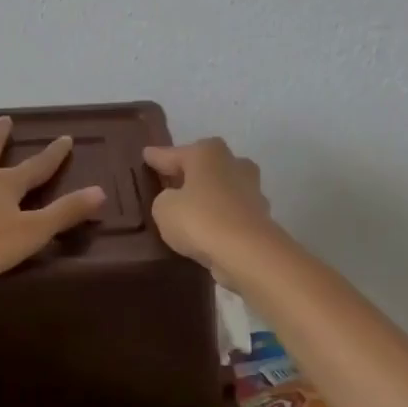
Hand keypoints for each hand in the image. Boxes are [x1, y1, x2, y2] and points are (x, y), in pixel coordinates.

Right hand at [142, 138, 280, 286]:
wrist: (247, 252)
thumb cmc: (200, 219)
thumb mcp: (164, 208)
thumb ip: (165, 199)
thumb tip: (176, 199)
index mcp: (208, 153)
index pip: (175, 153)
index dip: (158, 157)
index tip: (146, 155)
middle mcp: (234, 164)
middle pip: (206, 165)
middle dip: (190, 172)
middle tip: (170, 181)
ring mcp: (252, 190)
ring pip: (222, 188)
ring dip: (208, 196)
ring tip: (189, 208)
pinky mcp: (260, 217)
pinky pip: (231, 212)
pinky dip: (220, 217)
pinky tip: (207, 229)